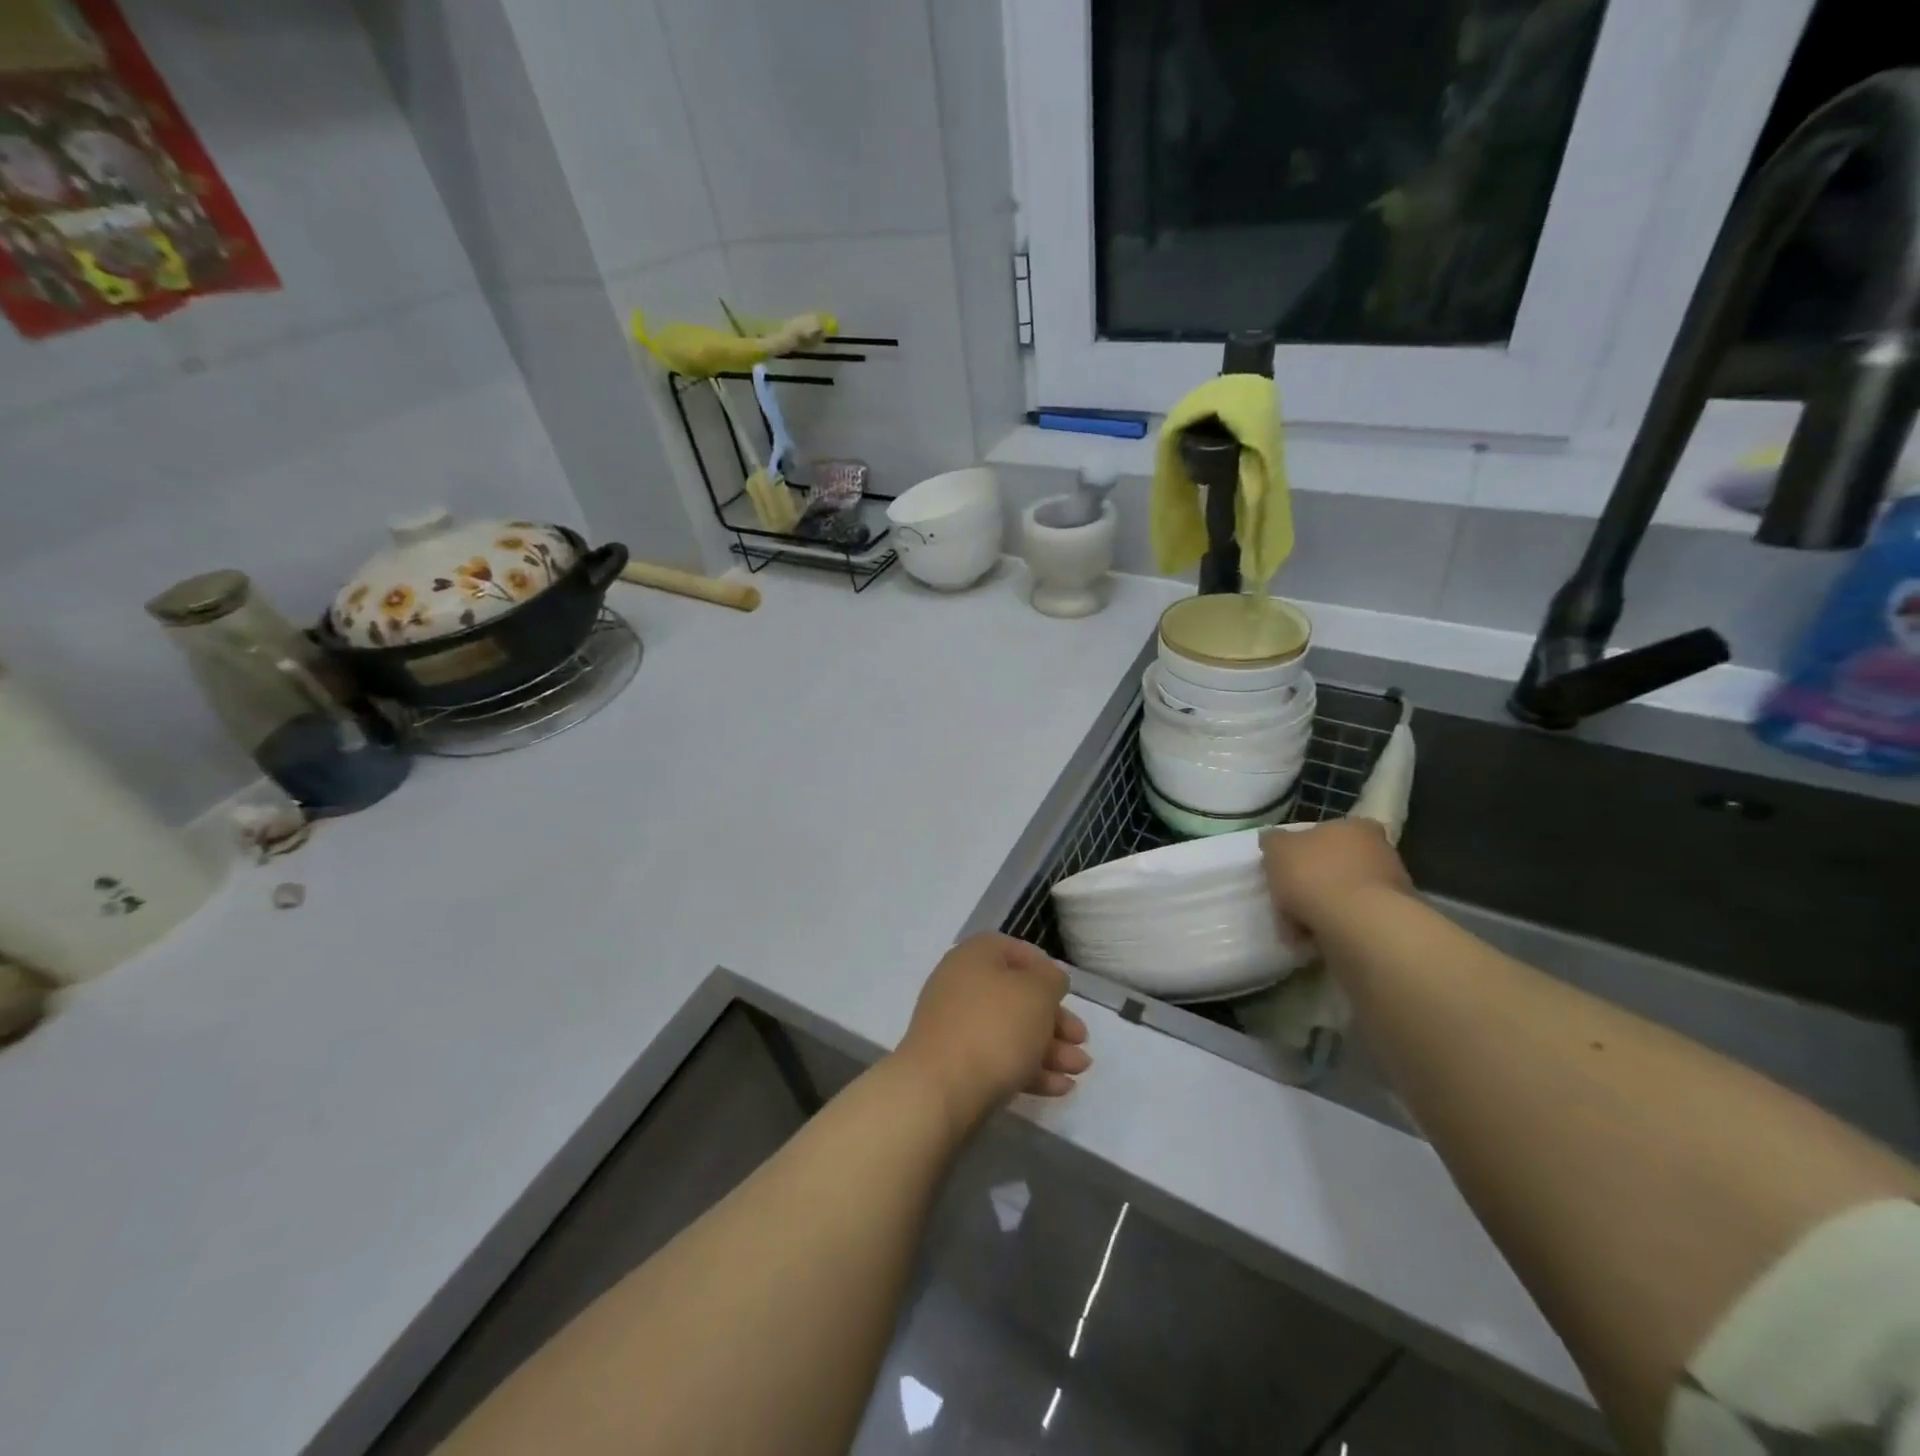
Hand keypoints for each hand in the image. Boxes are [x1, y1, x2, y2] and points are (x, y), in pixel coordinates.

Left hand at [895, 934, 1090, 1135]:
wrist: (940, 1090)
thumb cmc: (995, 1027)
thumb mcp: (1037, 993)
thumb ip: (1051, 979)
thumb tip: (1050, 978)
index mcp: (975, 956)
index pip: (1015, 950)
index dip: (1045, 969)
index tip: (1067, 993)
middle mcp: (961, 985)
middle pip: (1017, 996)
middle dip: (1055, 1020)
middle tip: (1081, 1040)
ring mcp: (956, 1026)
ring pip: (1011, 1031)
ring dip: (1049, 1049)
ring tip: (1080, 1070)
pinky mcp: (957, 1064)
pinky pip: (999, 1058)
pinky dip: (1029, 1069)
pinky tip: (1059, 1087)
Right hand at [1260, 819, 1411, 935]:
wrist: (1359, 926)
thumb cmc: (1315, 875)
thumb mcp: (1277, 848)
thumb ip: (1273, 841)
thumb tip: (1274, 840)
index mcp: (1355, 826)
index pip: (1326, 831)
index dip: (1302, 849)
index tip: (1286, 868)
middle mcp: (1380, 851)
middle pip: (1334, 865)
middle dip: (1311, 883)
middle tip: (1287, 900)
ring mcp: (1391, 888)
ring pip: (1342, 895)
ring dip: (1320, 908)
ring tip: (1297, 926)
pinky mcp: (1391, 921)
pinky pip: (1351, 921)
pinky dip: (1333, 928)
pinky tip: (1314, 938)